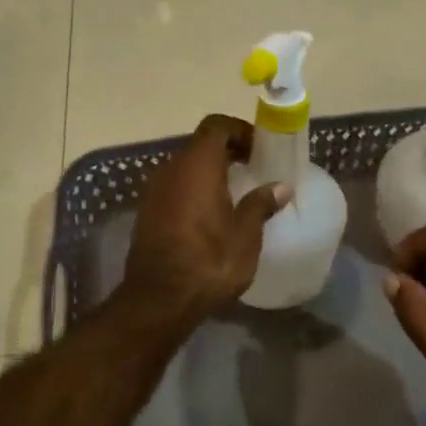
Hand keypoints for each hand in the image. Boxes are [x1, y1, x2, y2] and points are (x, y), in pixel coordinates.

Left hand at [118, 114, 289, 327]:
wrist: (159, 299)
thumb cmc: (209, 261)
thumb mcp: (245, 235)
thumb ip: (260, 205)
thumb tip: (280, 187)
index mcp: (197, 165)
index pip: (216, 126)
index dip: (239, 131)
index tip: (259, 150)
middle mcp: (171, 169)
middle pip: (199, 145)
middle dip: (226, 152)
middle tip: (252, 170)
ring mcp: (153, 191)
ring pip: (185, 167)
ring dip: (208, 173)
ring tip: (234, 194)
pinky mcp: (146, 212)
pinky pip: (174, 188)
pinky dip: (193, 191)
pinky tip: (210, 216)